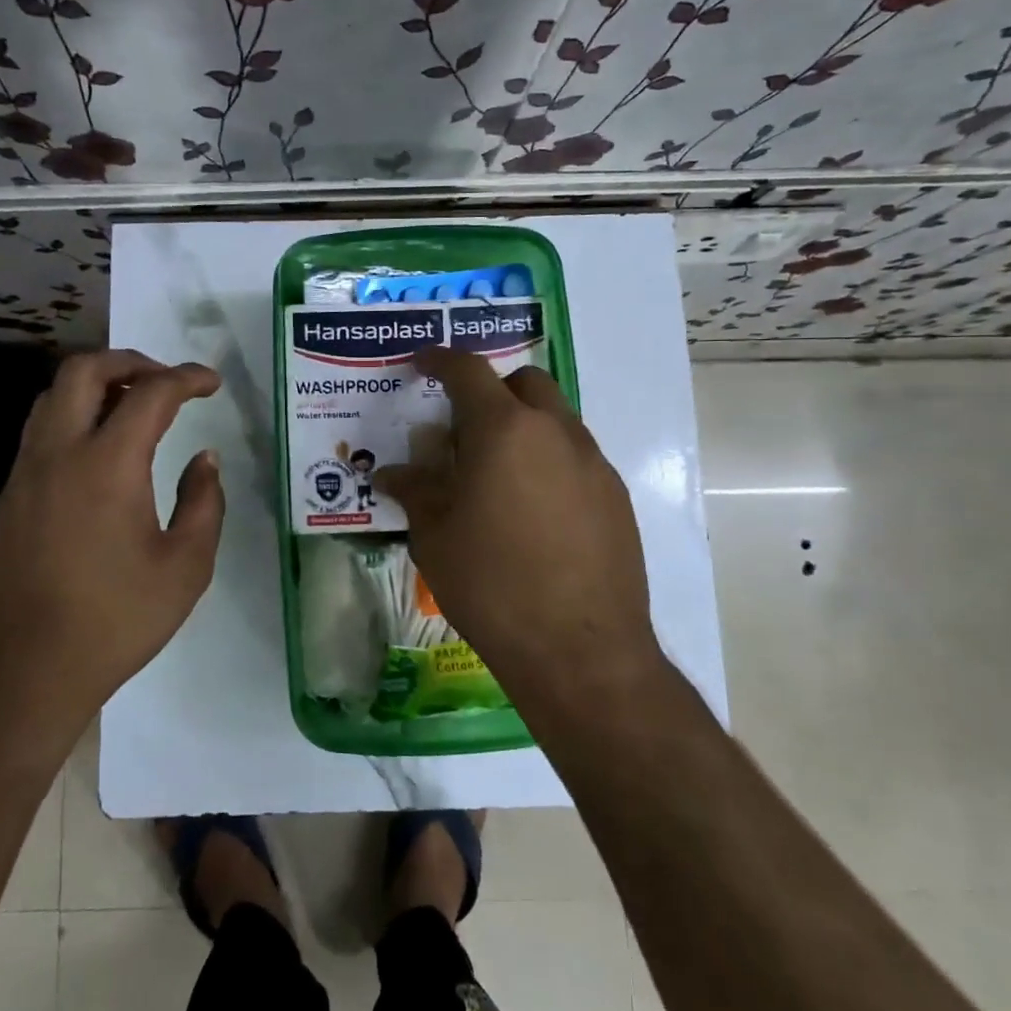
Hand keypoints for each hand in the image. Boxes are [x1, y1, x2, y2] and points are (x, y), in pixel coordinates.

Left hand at [0, 350, 224, 742]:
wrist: (25, 671)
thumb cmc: (115, 620)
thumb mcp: (185, 567)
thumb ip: (203, 503)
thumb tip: (204, 460)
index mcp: (109, 464)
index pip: (150, 394)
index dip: (186, 378)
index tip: (210, 383)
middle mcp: (60, 453)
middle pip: (84, 370)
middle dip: (130, 361)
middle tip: (165, 381)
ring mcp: (27, 473)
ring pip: (53, 396)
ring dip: (95, 384)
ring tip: (132, 406)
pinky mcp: (10, 496)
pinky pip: (40, 429)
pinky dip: (73, 414)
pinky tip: (99, 450)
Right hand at [375, 348, 664, 706]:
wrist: (580, 650)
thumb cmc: (492, 586)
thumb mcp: (435, 538)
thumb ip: (416, 492)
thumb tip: (393, 474)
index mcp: (504, 431)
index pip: (468, 372)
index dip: (441, 361)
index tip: (423, 363)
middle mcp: (556, 433)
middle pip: (526, 382)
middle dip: (493, 390)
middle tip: (465, 428)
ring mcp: (594, 464)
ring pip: (556, 419)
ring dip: (525, 426)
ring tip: (498, 474)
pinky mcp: (617, 497)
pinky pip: (577, 457)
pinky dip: (550, 461)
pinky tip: (534, 510)